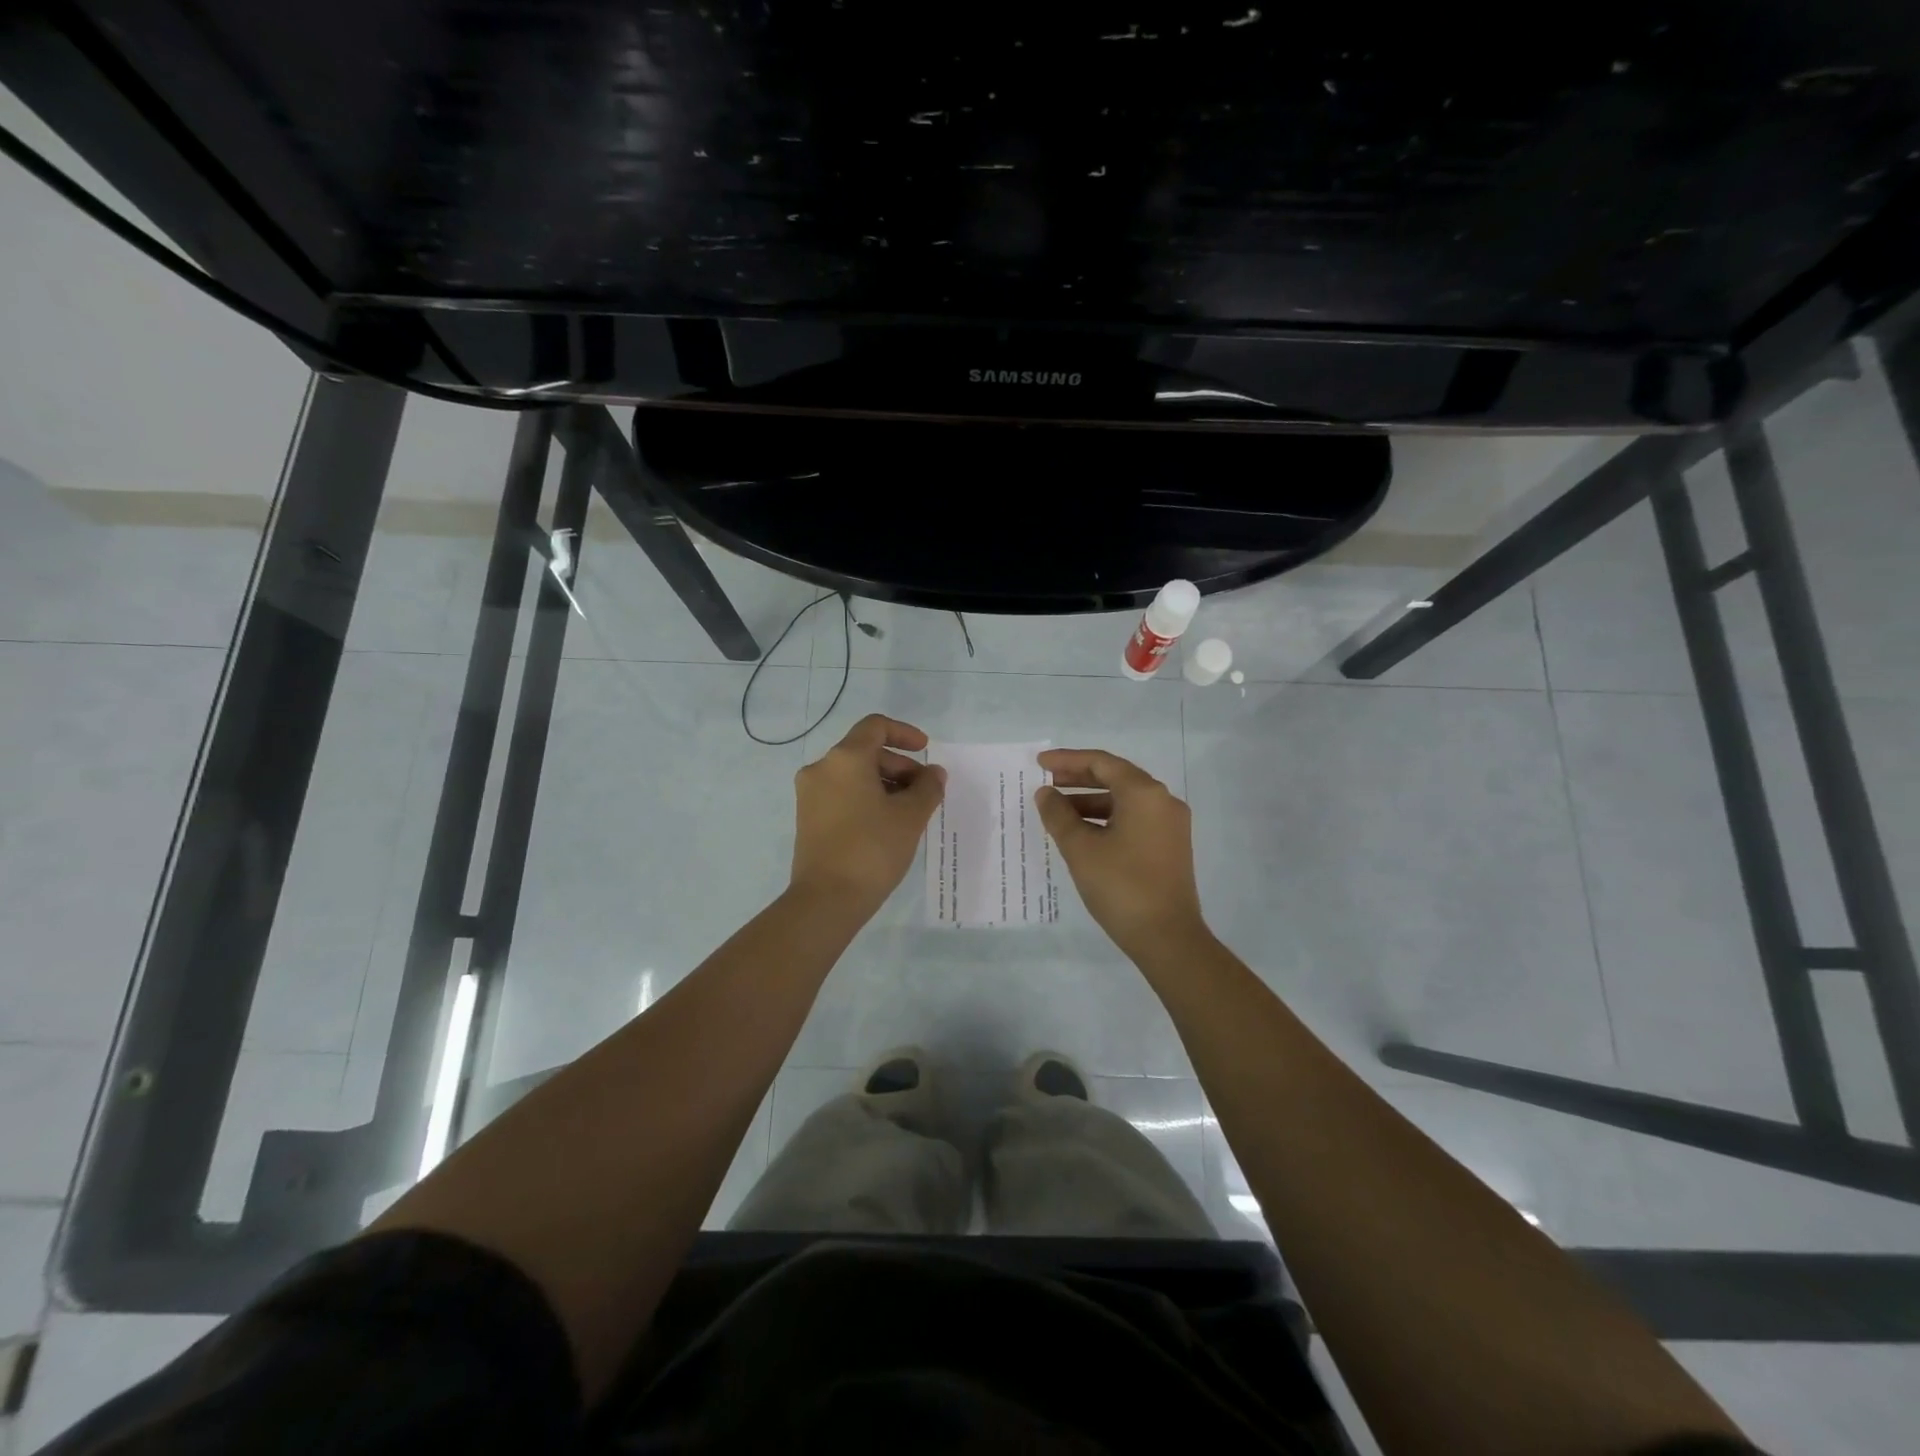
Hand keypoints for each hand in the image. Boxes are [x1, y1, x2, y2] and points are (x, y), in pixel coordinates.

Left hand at [790, 714, 945, 917]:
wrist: (826, 899)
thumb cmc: (872, 849)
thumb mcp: (910, 816)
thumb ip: (927, 787)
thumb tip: (934, 773)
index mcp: (845, 758)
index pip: (876, 726)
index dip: (905, 733)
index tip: (927, 752)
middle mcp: (822, 768)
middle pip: (865, 751)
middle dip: (900, 765)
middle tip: (925, 791)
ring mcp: (810, 794)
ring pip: (854, 774)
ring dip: (885, 783)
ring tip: (910, 811)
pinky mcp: (808, 818)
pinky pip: (842, 794)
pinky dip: (866, 798)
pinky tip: (887, 824)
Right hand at [1034, 748, 1207, 959]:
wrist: (1167, 937)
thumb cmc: (1121, 886)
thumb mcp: (1081, 848)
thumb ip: (1059, 815)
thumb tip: (1046, 793)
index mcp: (1144, 793)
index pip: (1101, 763)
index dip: (1067, 760)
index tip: (1039, 763)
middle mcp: (1162, 801)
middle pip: (1115, 778)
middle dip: (1078, 778)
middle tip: (1045, 783)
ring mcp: (1170, 825)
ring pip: (1124, 800)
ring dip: (1090, 801)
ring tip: (1057, 811)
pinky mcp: (1169, 846)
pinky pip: (1133, 819)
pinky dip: (1106, 819)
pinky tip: (1082, 832)